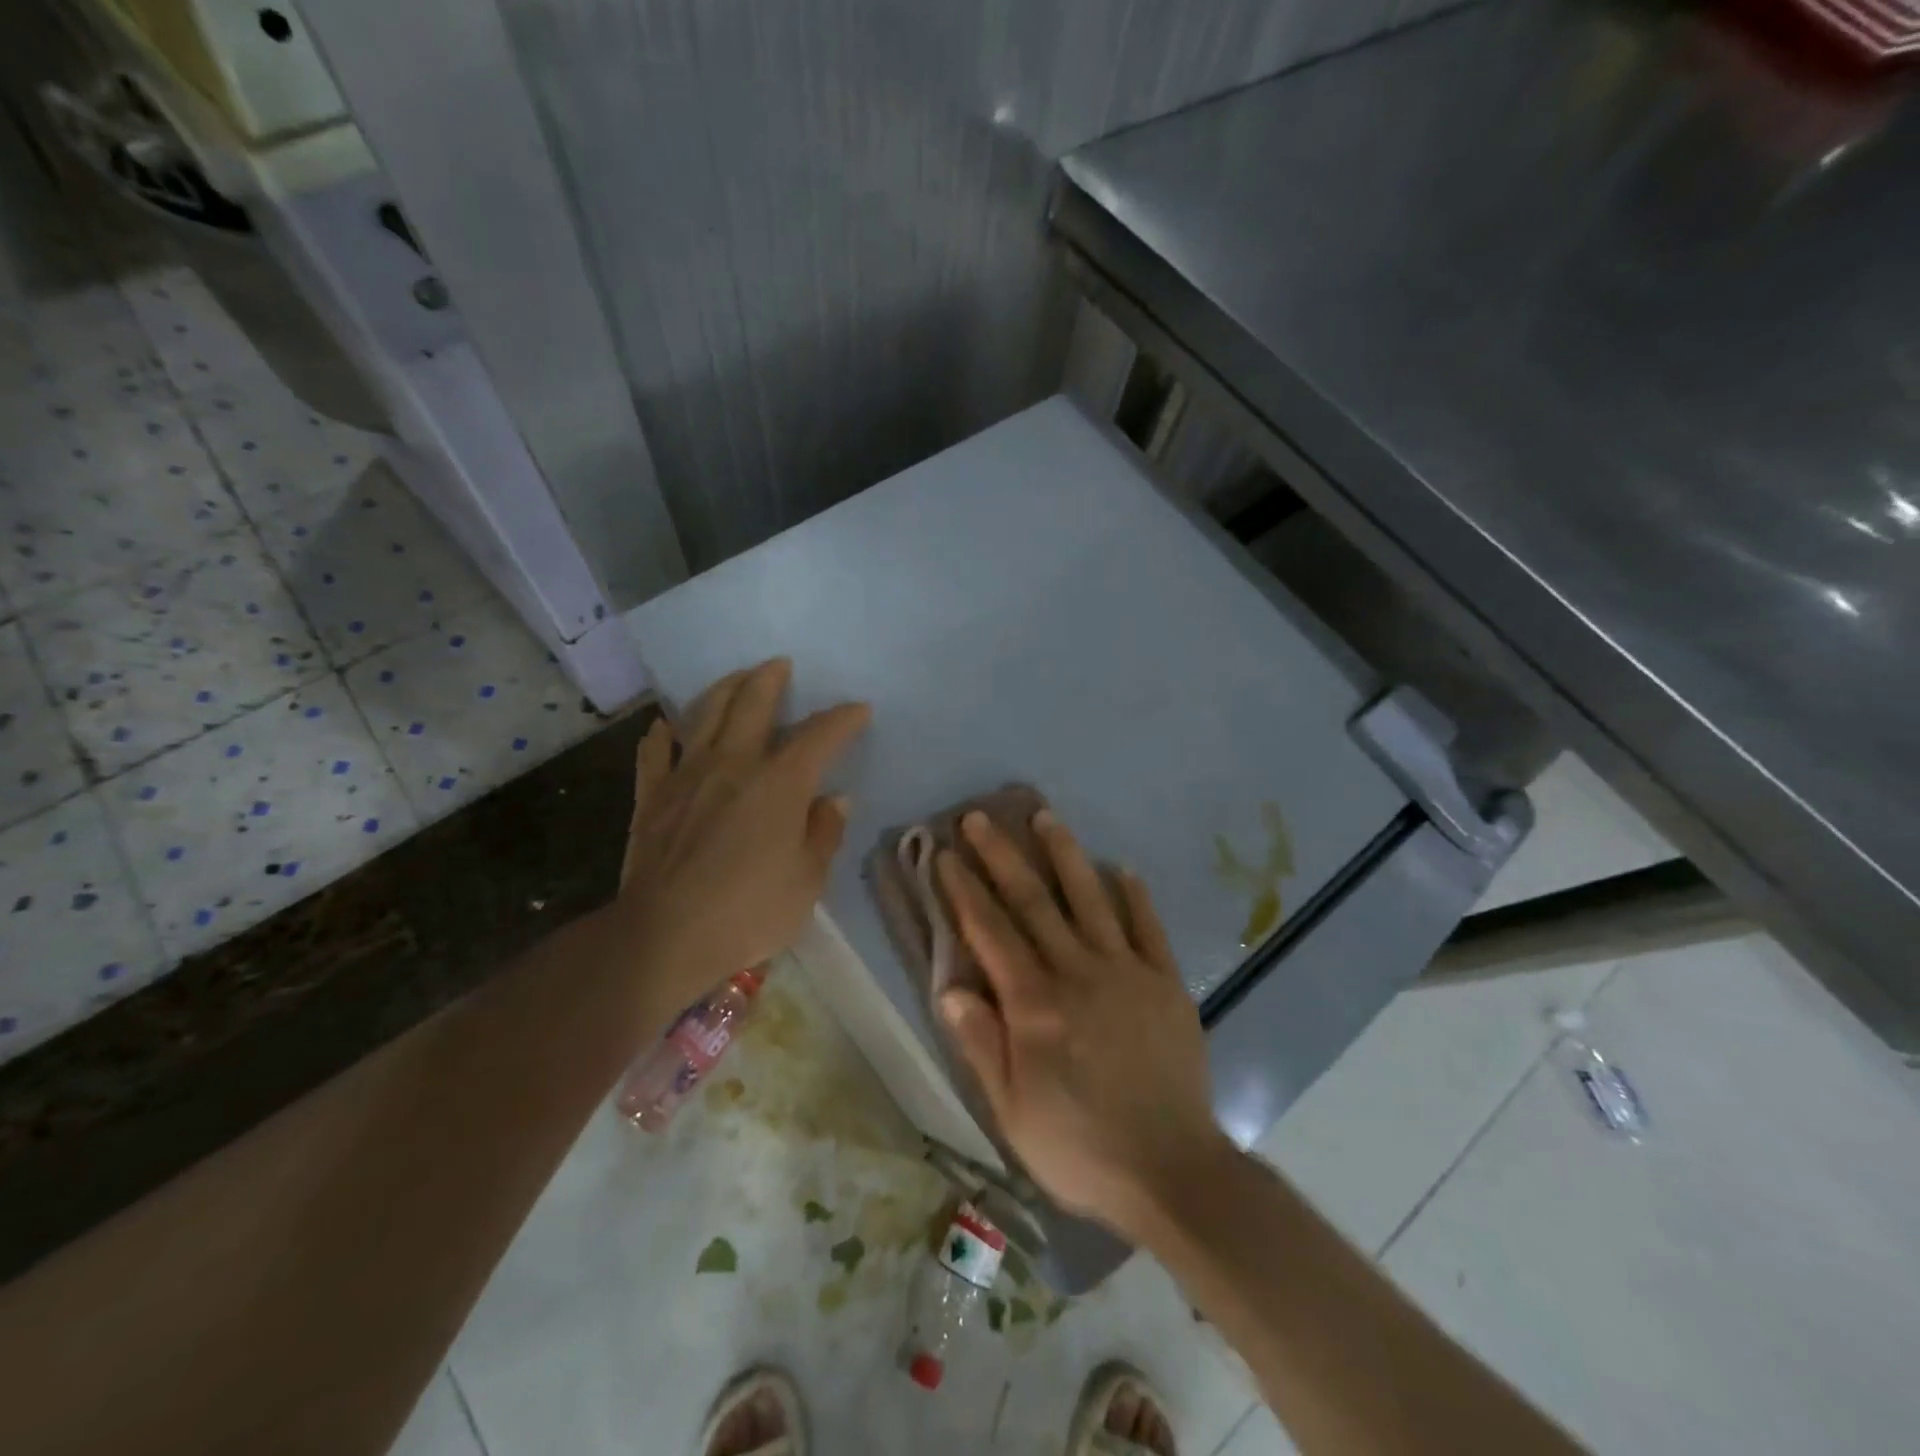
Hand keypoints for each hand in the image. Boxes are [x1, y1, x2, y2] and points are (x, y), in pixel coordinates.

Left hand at [616, 658, 868, 1014]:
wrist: (663, 936)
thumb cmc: (748, 912)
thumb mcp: (807, 881)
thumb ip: (823, 833)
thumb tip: (835, 799)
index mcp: (780, 783)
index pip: (819, 736)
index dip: (843, 718)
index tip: (858, 709)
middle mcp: (733, 764)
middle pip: (752, 704)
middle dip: (770, 679)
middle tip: (781, 664)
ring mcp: (687, 776)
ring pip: (704, 715)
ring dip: (723, 689)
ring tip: (736, 678)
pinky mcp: (652, 797)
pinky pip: (654, 753)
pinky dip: (662, 735)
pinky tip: (665, 727)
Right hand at [935, 811, 1229, 1241]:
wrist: (1172, 1171)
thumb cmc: (1079, 1147)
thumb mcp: (1012, 1110)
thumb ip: (981, 1044)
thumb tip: (948, 986)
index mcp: (1035, 1004)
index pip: (990, 932)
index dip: (965, 890)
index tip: (946, 854)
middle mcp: (1077, 972)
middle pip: (1033, 902)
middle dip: (1002, 856)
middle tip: (980, 817)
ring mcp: (1126, 971)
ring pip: (1090, 899)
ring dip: (1065, 855)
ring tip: (1045, 816)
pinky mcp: (1165, 982)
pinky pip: (1148, 928)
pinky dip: (1135, 895)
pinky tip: (1122, 868)